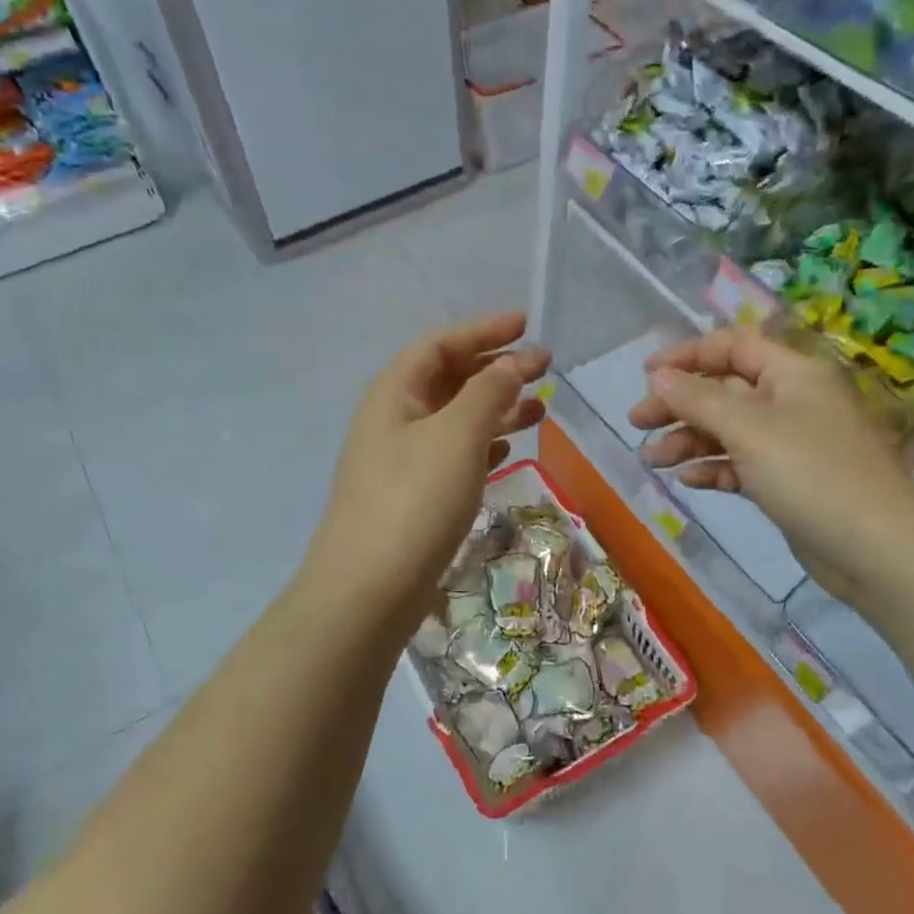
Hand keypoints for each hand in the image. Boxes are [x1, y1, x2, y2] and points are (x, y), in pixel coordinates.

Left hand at [304, 312, 549, 621]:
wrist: (369, 588)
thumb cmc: (415, 499)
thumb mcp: (457, 434)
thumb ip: (488, 391)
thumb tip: (513, 362)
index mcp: (394, 393)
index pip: (439, 345)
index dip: (482, 330)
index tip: (525, 324)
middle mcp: (393, 419)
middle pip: (448, 379)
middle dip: (494, 368)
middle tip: (543, 367)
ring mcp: (401, 460)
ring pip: (455, 419)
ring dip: (496, 408)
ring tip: (540, 408)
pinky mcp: (413, 495)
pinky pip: (454, 454)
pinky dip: (483, 444)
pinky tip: (509, 448)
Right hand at [628, 328, 913, 602]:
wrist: (876, 549)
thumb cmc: (812, 474)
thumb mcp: (749, 429)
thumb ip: (698, 400)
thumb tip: (657, 375)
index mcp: (792, 374)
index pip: (733, 347)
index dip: (688, 355)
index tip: (646, 374)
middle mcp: (792, 401)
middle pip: (725, 391)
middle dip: (680, 404)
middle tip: (637, 423)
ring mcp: (791, 444)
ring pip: (729, 431)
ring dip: (689, 441)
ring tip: (653, 460)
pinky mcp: (788, 482)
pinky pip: (742, 465)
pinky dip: (715, 469)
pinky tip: (690, 481)